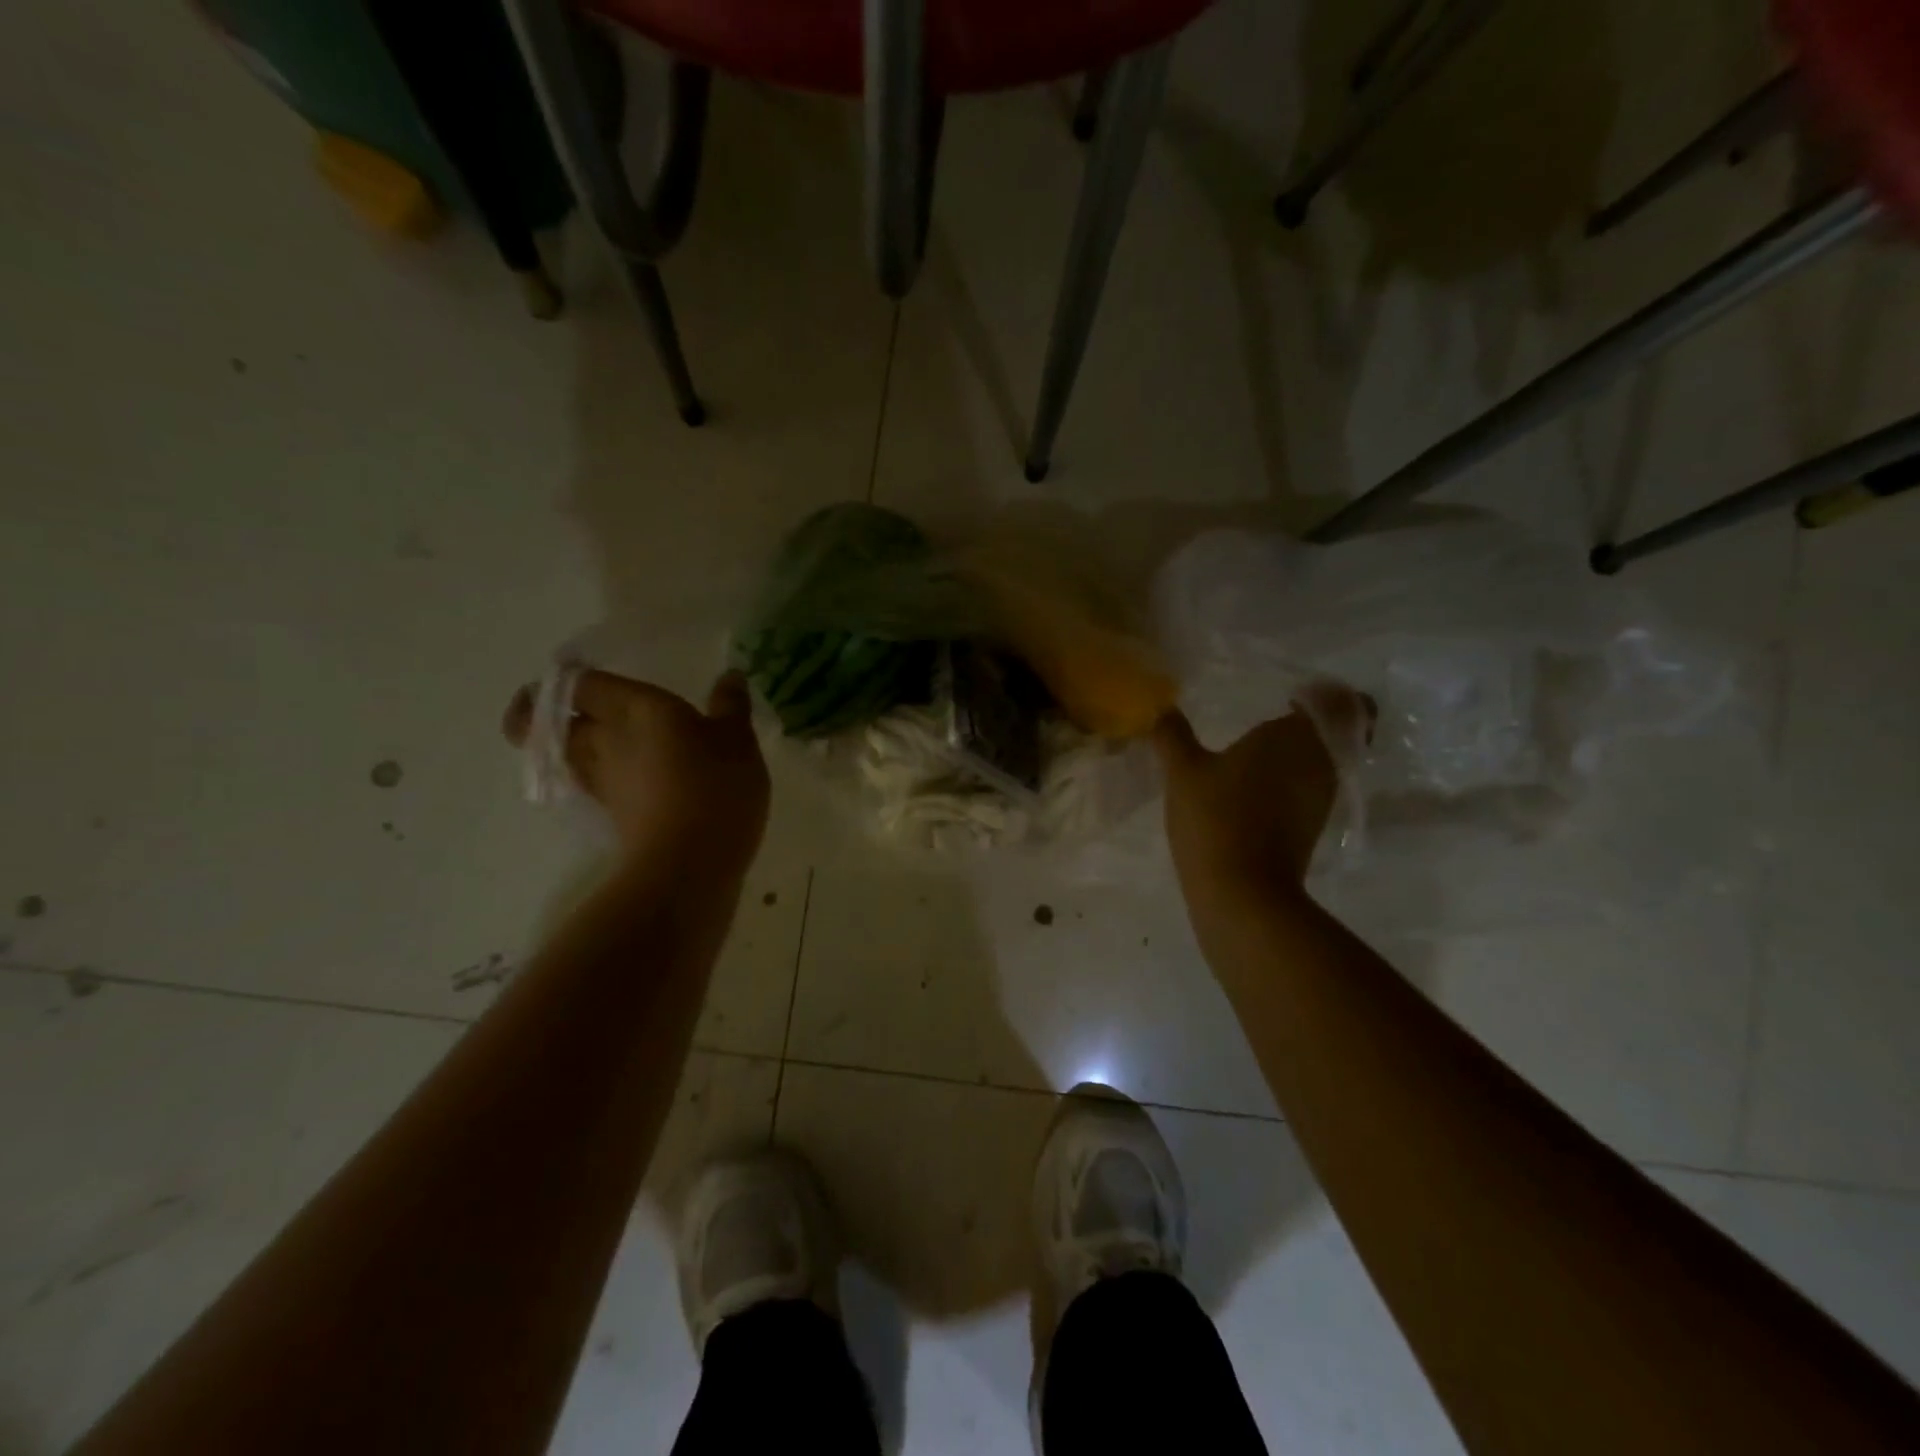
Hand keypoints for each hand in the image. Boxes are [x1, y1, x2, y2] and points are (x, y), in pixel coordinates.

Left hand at [504, 670, 769, 873]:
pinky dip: (596, 774)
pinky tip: (623, 775)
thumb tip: (729, 676)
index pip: (580, 683)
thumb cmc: (715, 785)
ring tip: (594, 739)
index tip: (574, 674)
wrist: (689, 862)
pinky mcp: (611, 814)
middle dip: (546, 714)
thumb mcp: (737, 740)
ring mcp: (602, 780)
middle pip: (551, 723)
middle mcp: (605, 739)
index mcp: (632, 707)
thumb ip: (731, 706)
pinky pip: (590, 782)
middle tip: (568, 706)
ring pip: (567, 755)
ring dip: (567, 745)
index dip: (568, 677)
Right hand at [1153, 685, 1373, 907]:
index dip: (1327, 697)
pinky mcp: (1313, 826)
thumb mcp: (1182, 771)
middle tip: (1278, 718)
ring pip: (1327, 761)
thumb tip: (1163, 709)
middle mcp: (1320, 761)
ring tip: (1261, 752)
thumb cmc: (1215, 817)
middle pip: (1342, 732)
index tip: (1292, 697)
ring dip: (1303, 753)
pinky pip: (1313, 788)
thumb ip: (1173, 735)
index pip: (1345, 704)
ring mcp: (1321, 797)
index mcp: (1295, 735)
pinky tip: (1257, 787)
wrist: (1241, 891)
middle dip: (1316, 723)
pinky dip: (1294, 781)